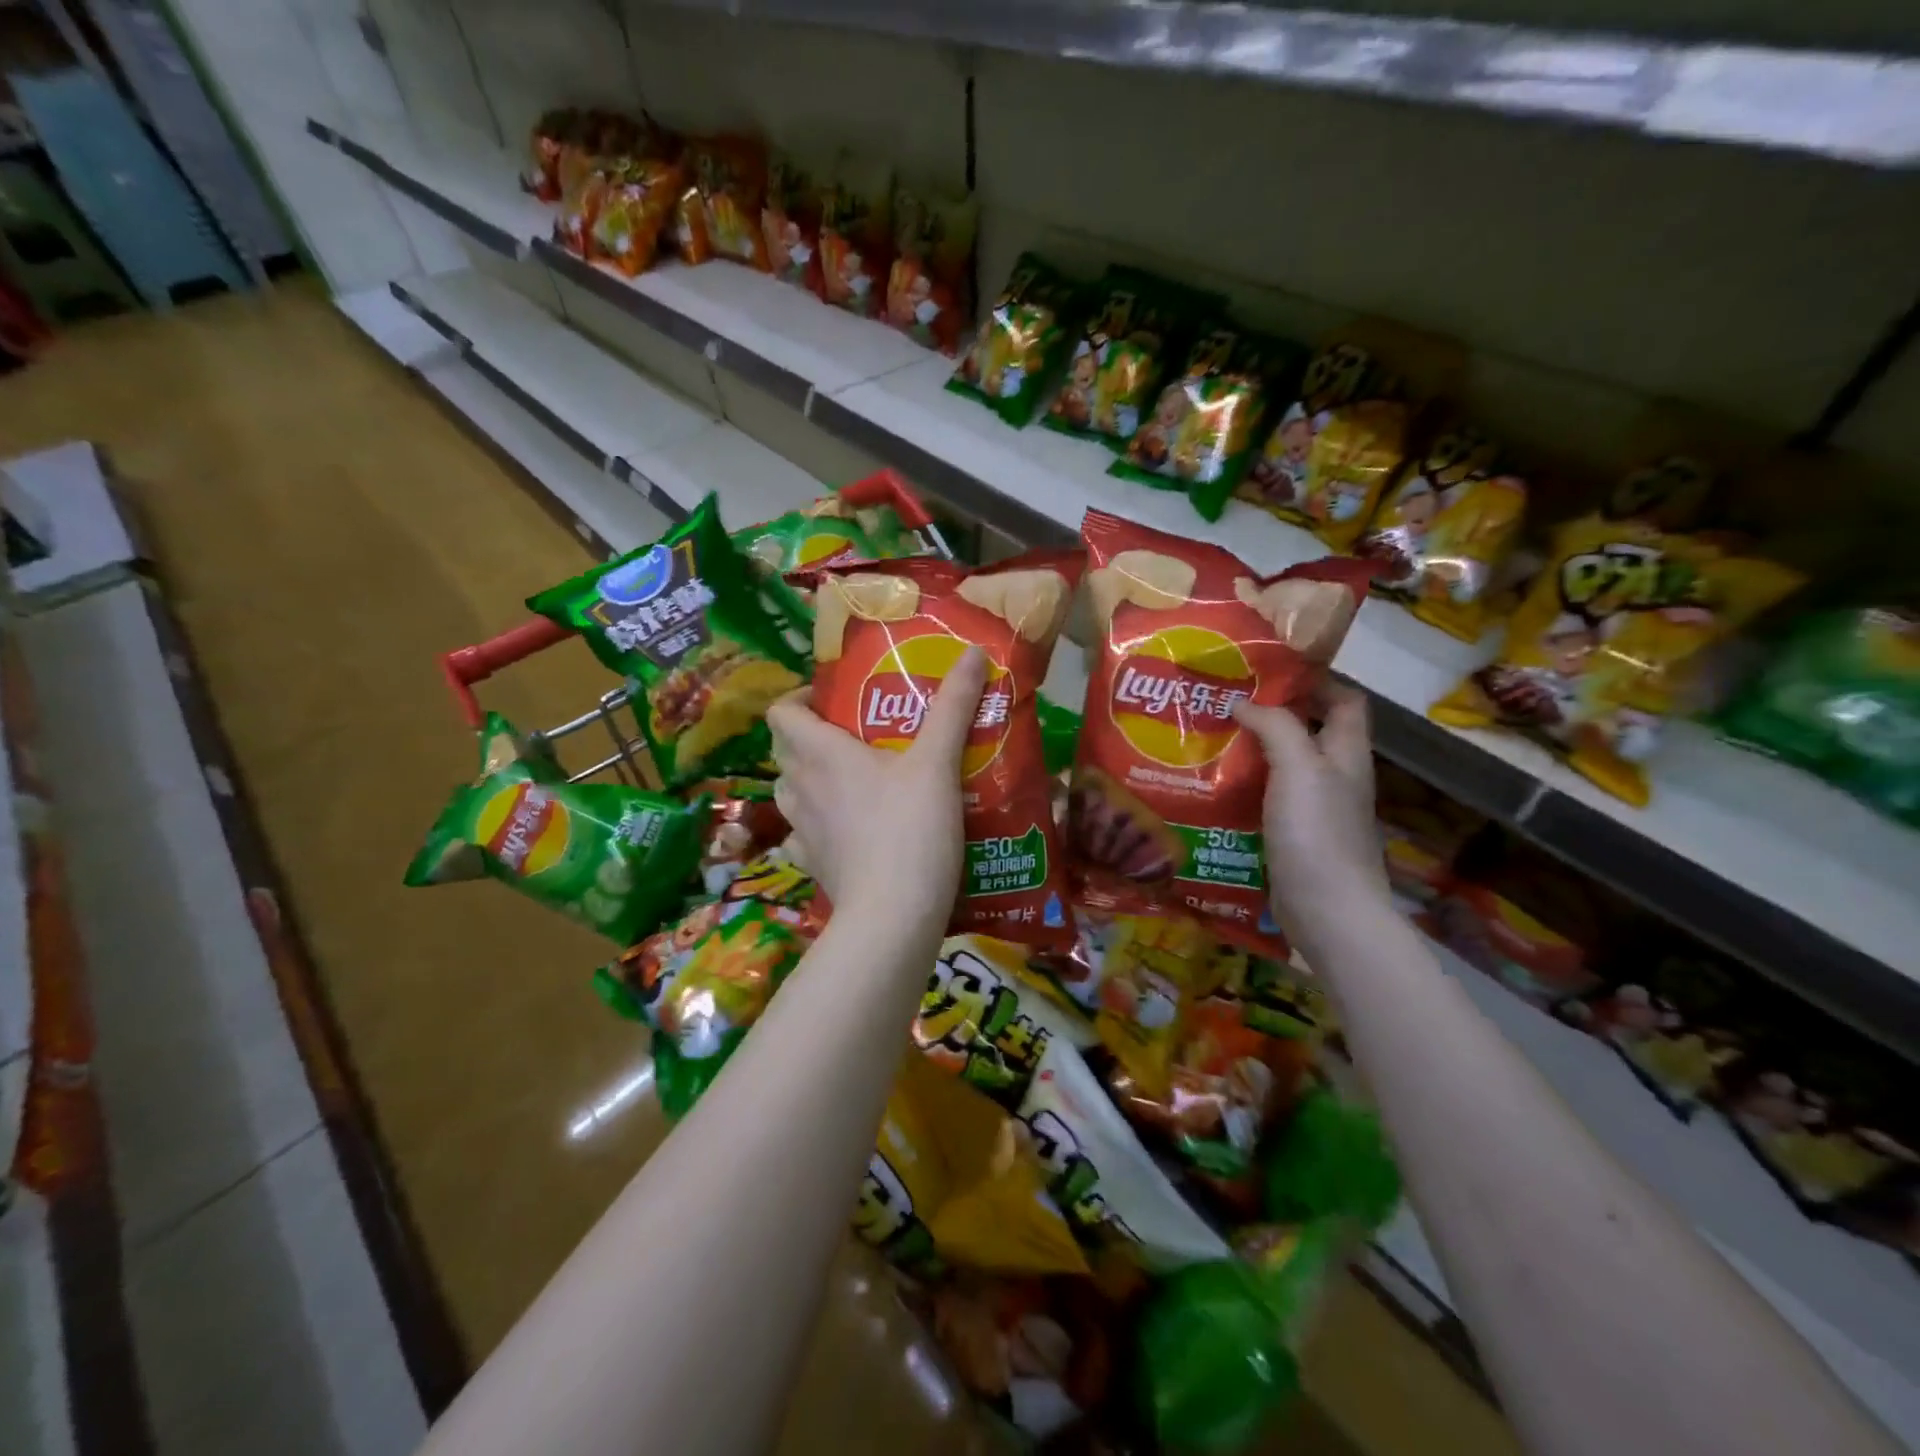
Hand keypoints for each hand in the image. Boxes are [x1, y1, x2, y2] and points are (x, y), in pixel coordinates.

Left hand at [766, 648, 988, 930]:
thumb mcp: (938, 762)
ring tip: (850, 779)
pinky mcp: (812, 865)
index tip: (831, 700)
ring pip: (791, 791)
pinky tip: (846, 829)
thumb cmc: (911, 828)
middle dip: (810, 736)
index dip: (798, 699)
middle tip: (853, 735)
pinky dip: (818, 824)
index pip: (781, 712)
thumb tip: (972, 651)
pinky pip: (803, 834)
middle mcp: (800, 786)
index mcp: (820, 752)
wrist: (893, 915)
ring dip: (810, 779)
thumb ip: (953, 705)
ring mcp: (801, 830)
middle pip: (785, 749)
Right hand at [1232, 686, 1390, 950]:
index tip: (1270, 669)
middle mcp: (1334, 777)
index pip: (1345, 700)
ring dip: (1252, 751)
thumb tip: (1242, 702)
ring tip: (1209, 737)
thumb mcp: (1298, 766)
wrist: (1327, 910)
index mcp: (1346, 753)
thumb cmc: (1317, 831)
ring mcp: (1314, 809)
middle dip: (1272, 713)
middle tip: (1226, 701)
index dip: (1316, 680)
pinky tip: (1213, 786)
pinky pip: (1267, 799)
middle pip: (1309, 731)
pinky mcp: (1293, 836)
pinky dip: (1244, 787)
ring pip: (1283, 766)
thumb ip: (1275, 726)